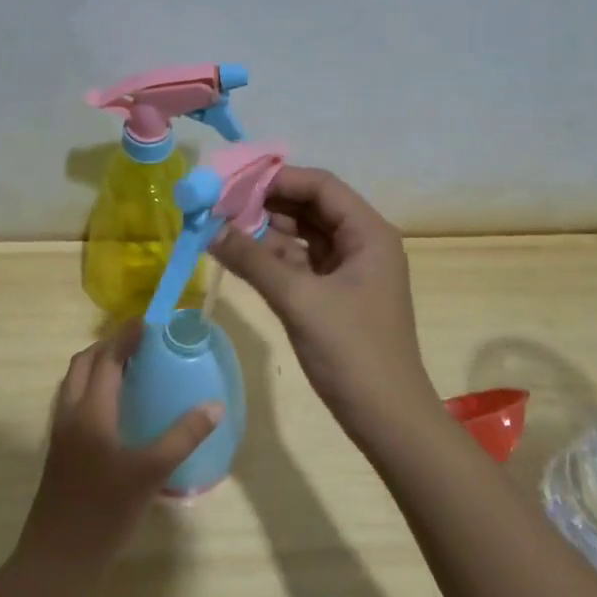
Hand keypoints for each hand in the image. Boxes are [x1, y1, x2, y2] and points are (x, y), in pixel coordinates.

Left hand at [12, 322, 220, 593]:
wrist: (57, 560)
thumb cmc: (104, 513)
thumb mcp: (150, 474)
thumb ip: (182, 437)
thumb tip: (214, 406)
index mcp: (90, 412)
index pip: (107, 359)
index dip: (126, 337)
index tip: (148, 321)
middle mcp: (70, 414)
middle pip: (83, 364)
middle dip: (108, 346)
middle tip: (140, 344)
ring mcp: (60, 434)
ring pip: (74, 383)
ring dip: (97, 366)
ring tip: (129, 368)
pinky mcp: (59, 452)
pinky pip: (73, 402)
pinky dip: (91, 388)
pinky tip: (114, 409)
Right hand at [212, 166, 441, 450]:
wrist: (386, 417)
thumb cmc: (352, 352)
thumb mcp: (299, 300)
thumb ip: (253, 261)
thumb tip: (209, 229)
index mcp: (368, 233)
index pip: (321, 186)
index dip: (277, 179)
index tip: (233, 183)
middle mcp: (362, 243)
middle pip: (311, 208)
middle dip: (267, 204)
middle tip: (220, 206)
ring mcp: (350, 271)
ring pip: (304, 236)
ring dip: (267, 232)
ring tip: (222, 228)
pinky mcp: (337, 296)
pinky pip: (302, 264)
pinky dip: (273, 259)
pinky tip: (240, 257)